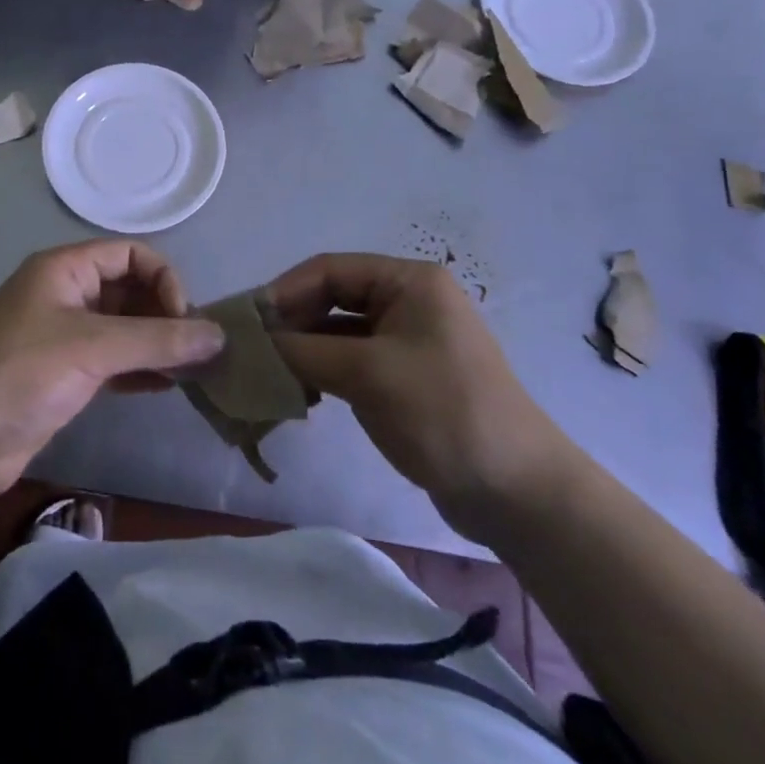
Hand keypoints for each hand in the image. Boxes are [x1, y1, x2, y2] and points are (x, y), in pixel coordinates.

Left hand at [0, 241, 224, 502]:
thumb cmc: (21, 375)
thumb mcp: (93, 348)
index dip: (163, 279)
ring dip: (157, 344)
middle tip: (198, 349)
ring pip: (123, 328)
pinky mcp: (64, 375)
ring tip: (195, 370)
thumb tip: (220, 335)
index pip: (130, 254)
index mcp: (64, 269)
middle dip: (165, 313)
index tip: (184, 319)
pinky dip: (141, 369)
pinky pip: (114, 361)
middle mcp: (65, 294)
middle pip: (129, 289)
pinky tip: (168, 387)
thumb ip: (158, 340)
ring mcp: (63, 336)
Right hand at [268, 254, 575, 539]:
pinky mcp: (406, 375)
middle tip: (251, 351)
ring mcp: (409, 339)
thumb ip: (302, 351)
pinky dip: (323, 370)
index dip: (283, 292)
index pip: (329, 269)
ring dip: (304, 348)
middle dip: (291, 322)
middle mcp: (409, 300)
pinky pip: (352, 359)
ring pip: (338, 331)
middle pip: (332, 297)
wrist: (518, 494)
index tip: (245, 323)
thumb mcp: (367, 374)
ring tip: (269, 374)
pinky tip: (300, 392)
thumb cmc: (444, 413)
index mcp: (409, 281)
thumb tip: (252, 343)